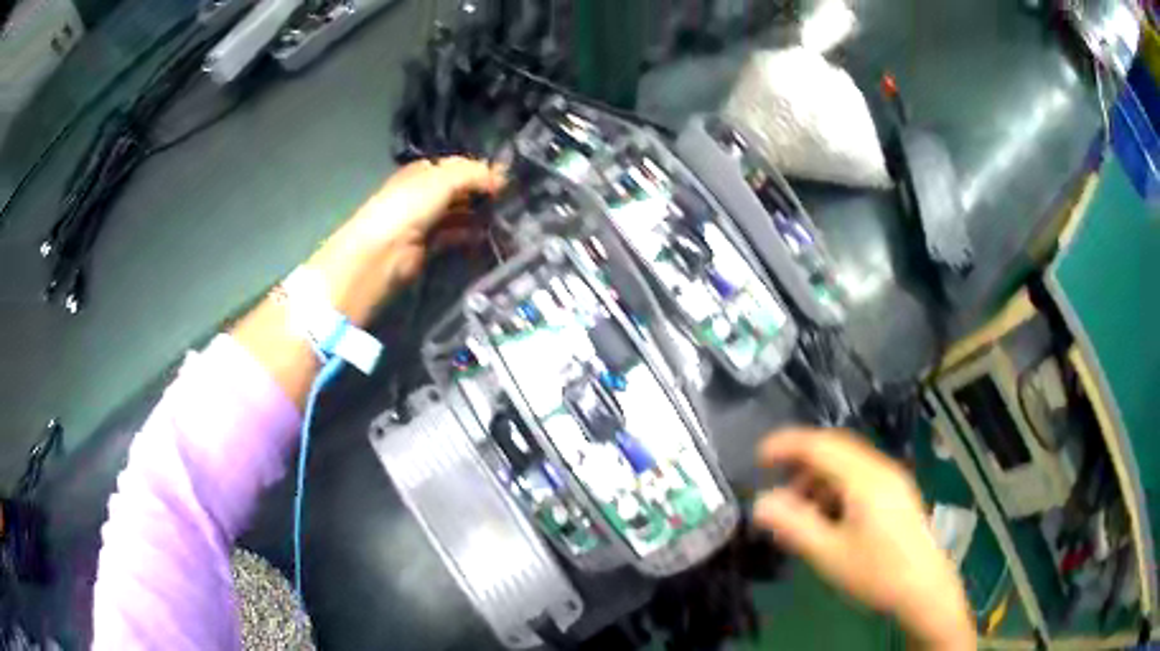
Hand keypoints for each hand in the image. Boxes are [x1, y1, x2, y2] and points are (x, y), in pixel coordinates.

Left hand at [232, 157, 503, 405]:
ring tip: (507, 220)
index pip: (459, 166)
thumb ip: (472, 175)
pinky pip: (455, 236)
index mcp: (423, 172)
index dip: (482, 171)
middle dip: (484, 193)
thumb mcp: (440, 181)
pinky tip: (487, 237)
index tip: (510, 182)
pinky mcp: (427, 247)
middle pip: (461, 190)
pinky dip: (470, 235)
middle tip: (514, 202)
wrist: (378, 255)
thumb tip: (501, 177)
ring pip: (460, 214)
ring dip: (479, 215)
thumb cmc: (406, 210)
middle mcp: (424, 194)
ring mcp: (425, 221)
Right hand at [753, 429, 974, 649]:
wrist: (925, 589)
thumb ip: (795, 525)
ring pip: (848, 463)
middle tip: (775, 486)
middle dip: (802, 462)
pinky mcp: (897, 494)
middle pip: (836, 449)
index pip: (821, 445)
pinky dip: (836, 488)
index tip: (758, 457)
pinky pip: (860, 478)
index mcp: (865, 478)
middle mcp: (881, 469)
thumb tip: (761, 503)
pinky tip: (828, 516)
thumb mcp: (830, 554)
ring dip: (819, 478)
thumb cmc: (877, 572)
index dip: (787, 445)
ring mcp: (892, 480)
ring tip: (799, 510)